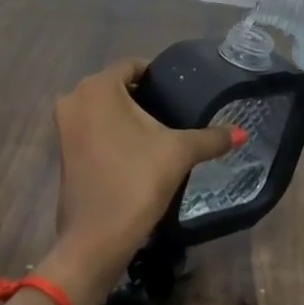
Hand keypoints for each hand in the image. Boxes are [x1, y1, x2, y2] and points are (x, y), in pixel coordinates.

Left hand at [40, 58, 241, 304]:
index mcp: (98, 87)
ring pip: (101, 107)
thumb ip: (210, 138)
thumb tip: (241, 133)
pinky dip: (110, 132)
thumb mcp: (178, 153)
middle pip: (116, 86)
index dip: (157, 76)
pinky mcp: (62, 150)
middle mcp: (74, 98)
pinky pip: (91, 127)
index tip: (178, 91)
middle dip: (142, 96)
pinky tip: (135, 150)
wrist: (95, 239)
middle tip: (172, 112)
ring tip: (158, 132)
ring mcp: (64, 125)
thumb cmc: (135, 182)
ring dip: (126, 115)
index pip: (132, 65)